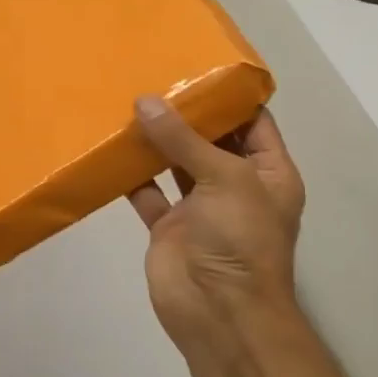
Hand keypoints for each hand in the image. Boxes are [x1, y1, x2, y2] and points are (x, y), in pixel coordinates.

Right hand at [126, 98, 305, 353]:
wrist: (219, 312)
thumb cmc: (240, 238)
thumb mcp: (224, 178)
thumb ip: (183, 139)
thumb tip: (145, 101)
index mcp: (267, 172)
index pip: (253, 122)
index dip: (229, 96)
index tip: (196, 64)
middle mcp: (234, 185)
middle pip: (209, 139)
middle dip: (184, 113)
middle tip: (152, 76)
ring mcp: (199, 207)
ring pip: (174, 163)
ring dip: (155, 140)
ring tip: (127, 101)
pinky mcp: (167, 225)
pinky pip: (146, 191)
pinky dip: (130, 173)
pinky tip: (110, 146)